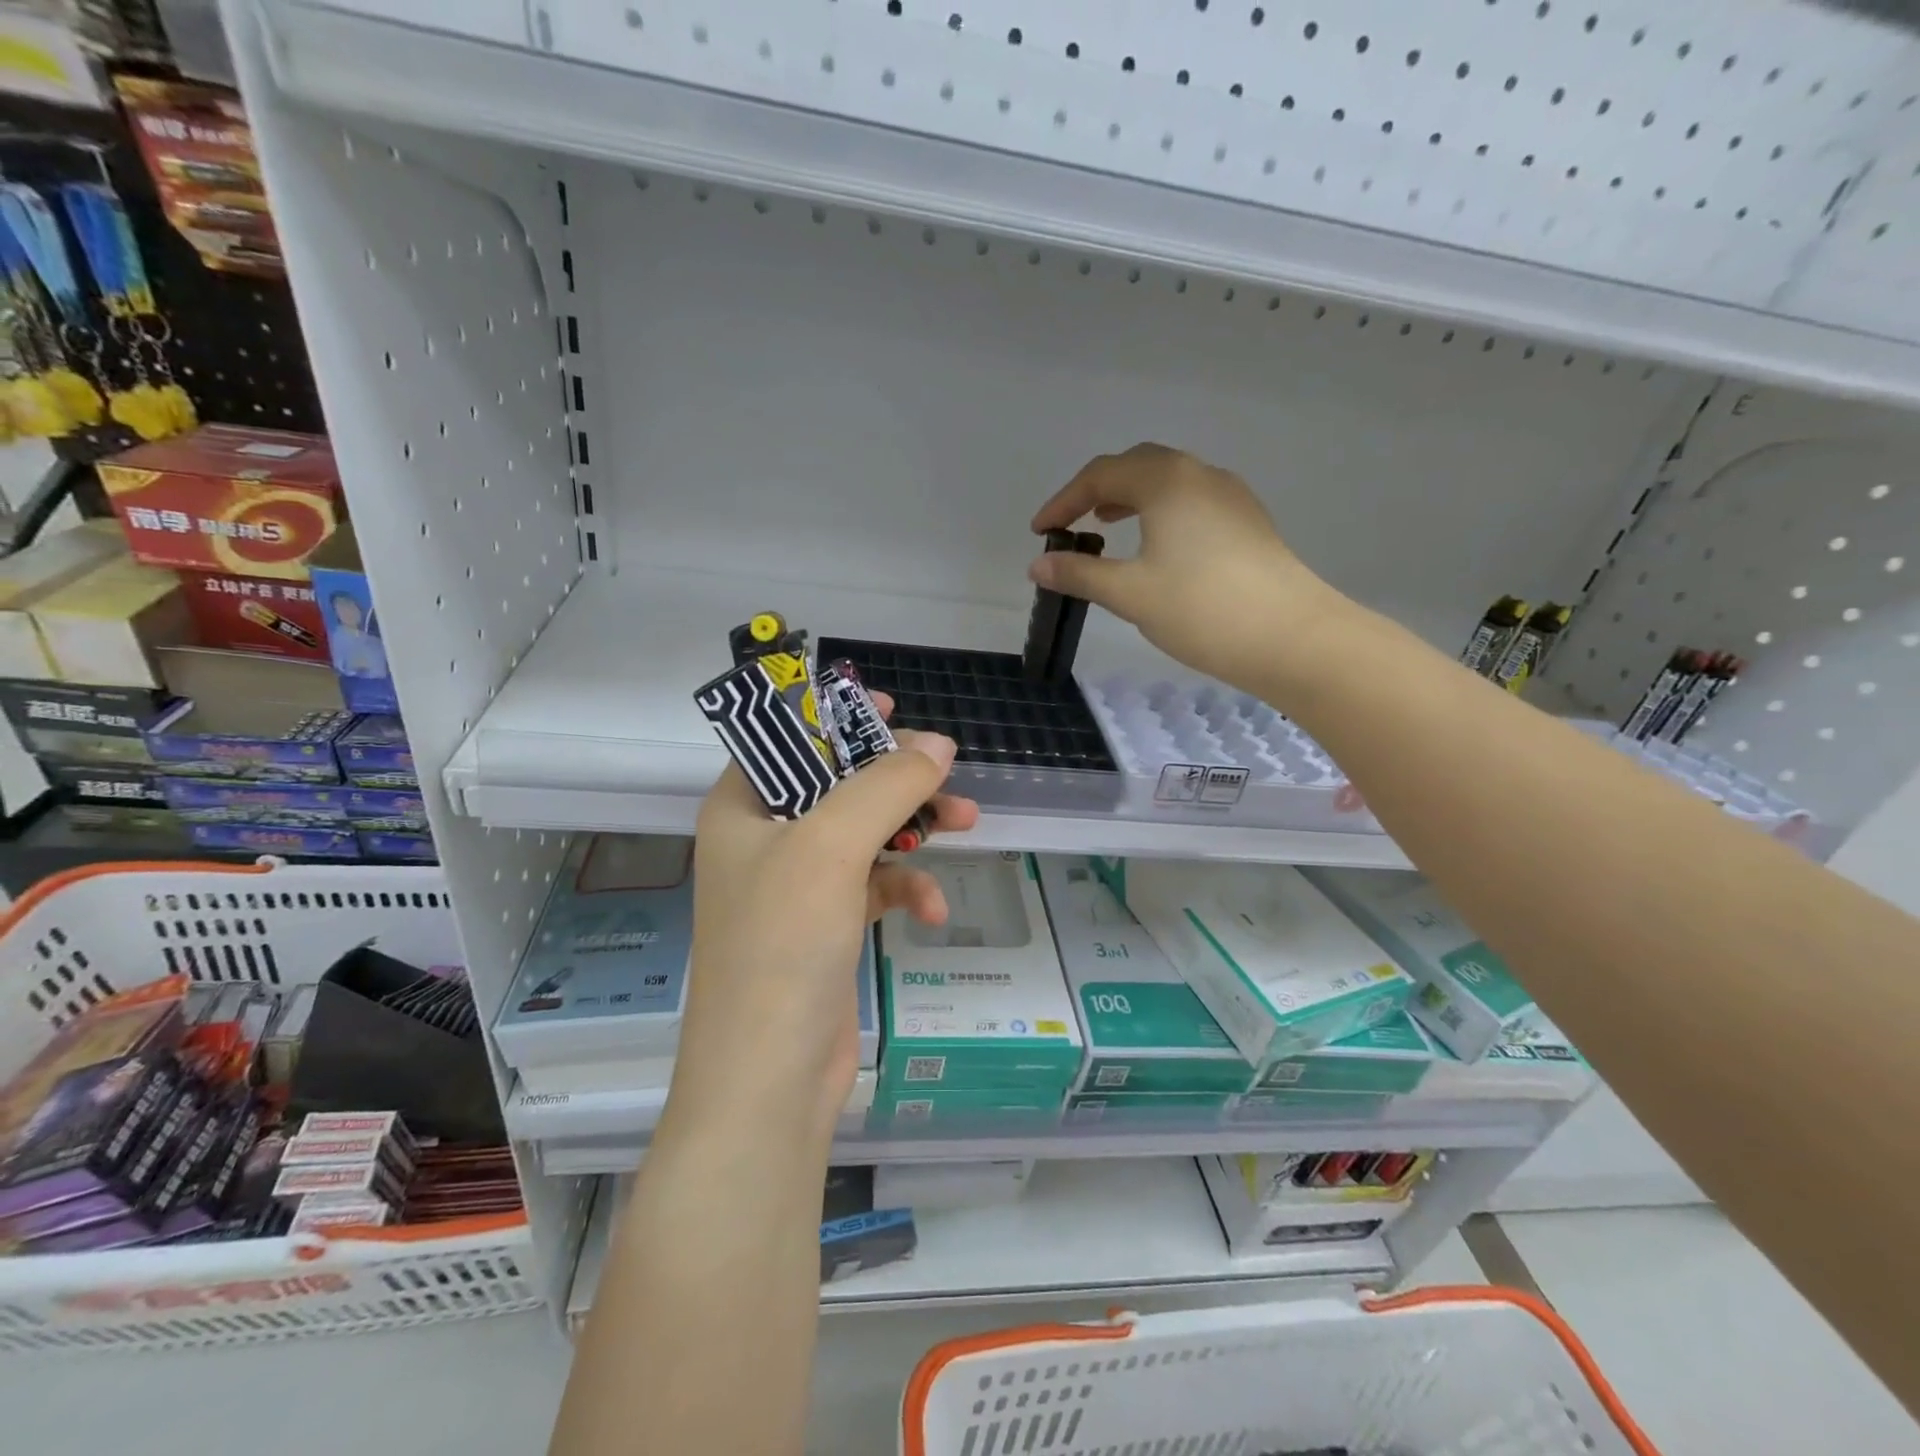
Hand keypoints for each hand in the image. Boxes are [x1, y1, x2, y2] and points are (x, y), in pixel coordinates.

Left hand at [671, 702, 979, 1138]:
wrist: (769, 1079)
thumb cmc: (783, 944)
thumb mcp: (832, 847)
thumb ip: (887, 786)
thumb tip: (939, 745)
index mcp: (742, 808)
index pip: (787, 740)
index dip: (835, 718)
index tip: (890, 709)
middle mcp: (766, 840)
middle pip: (838, 783)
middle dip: (895, 777)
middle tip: (945, 770)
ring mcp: (798, 885)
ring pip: (866, 831)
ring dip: (914, 826)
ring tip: (966, 821)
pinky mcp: (829, 925)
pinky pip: (876, 885)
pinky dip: (907, 888)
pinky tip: (932, 909)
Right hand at [1029, 443, 1345, 695]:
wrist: (1291, 637)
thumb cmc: (1201, 609)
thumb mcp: (1130, 593)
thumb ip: (1080, 574)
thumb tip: (1039, 566)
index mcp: (1166, 481)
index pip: (1100, 476)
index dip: (1063, 502)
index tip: (1040, 532)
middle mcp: (1200, 475)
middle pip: (1137, 466)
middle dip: (1097, 491)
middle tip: (1072, 523)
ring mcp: (1230, 496)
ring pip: (1168, 482)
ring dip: (1131, 499)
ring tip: (1107, 526)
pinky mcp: (1248, 522)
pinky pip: (1192, 501)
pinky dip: (1160, 512)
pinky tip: (1156, 546)